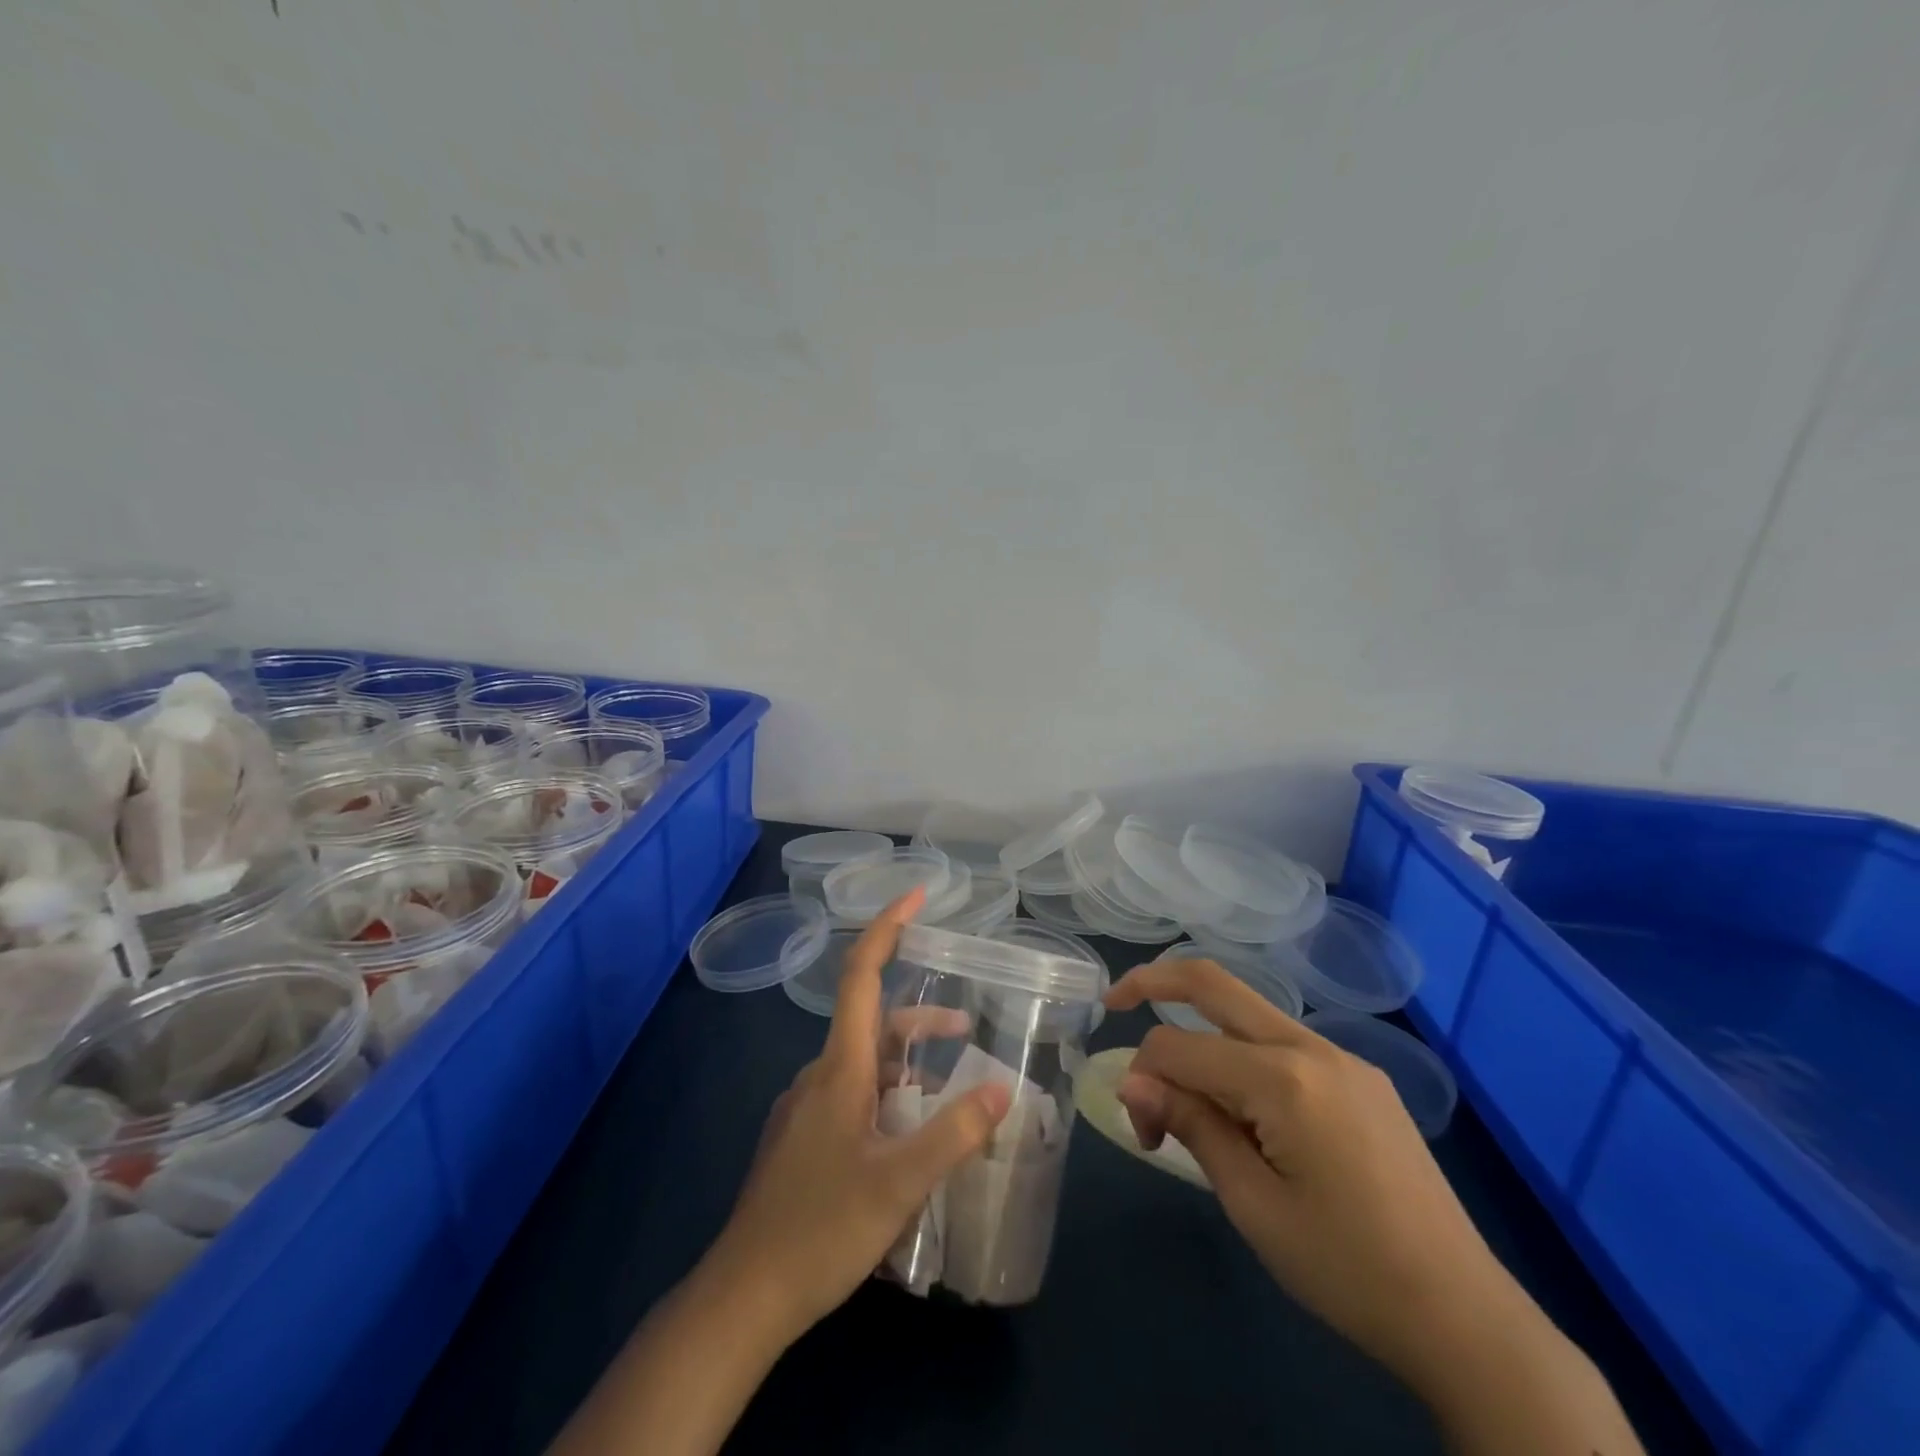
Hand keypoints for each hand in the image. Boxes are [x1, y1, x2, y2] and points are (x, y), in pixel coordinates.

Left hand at [709, 886, 1010, 1340]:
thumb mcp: (900, 1182)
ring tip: (948, 1091)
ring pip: (862, 1064)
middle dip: (919, 1017)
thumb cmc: (821, 1229)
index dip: (886, 928)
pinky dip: (886, 1094)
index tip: (915, 895)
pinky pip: (851, 1095)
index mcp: (839, 1068)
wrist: (742, 1296)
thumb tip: (1003, 1088)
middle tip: (967, 1027)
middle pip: (871, 1022)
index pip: (861, 975)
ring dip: (906, 1062)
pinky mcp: (802, 1138)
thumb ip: (954, 1132)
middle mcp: (819, 1075)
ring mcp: (806, 1108)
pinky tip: (907, 1135)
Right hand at [1106, 959, 1641, 1454]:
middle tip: (1114, 1000)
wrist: (1464, 1316)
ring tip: (1183, 1094)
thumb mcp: (1252, 1204)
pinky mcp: (1360, 1077)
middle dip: (1154, 980)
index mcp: (1282, 1077)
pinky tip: (1240, 1105)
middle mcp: (1311, 1046)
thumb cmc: (1346, 1268)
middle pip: (1213, 982)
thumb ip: (1191, 1125)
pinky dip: (1240, 1054)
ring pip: (1246, 1012)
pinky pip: (1281, 1043)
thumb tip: (1132, 1083)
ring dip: (1200, 1031)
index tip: (1143, 1134)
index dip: (1144, 1079)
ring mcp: (1342, 1057)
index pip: (1179, 1047)